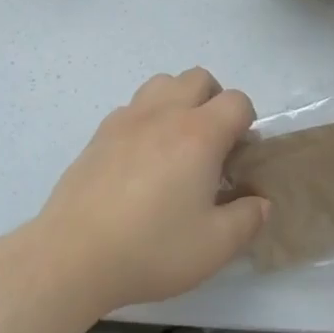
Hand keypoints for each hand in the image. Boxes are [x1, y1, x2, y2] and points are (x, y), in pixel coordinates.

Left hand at [39, 68, 267, 311]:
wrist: (73, 255)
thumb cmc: (152, 248)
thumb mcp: (214, 246)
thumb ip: (247, 219)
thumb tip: (260, 202)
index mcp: (199, 134)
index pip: (237, 101)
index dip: (247, 122)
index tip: (239, 156)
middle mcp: (165, 113)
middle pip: (199, 78)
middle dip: (215, 101)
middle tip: (212, 144)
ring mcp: (128, 119)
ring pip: (163, 83)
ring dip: (178, 101)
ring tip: (176, 143)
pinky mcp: (100, 133)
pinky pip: (133, 107)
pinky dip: (146, 119)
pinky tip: (141, 159)